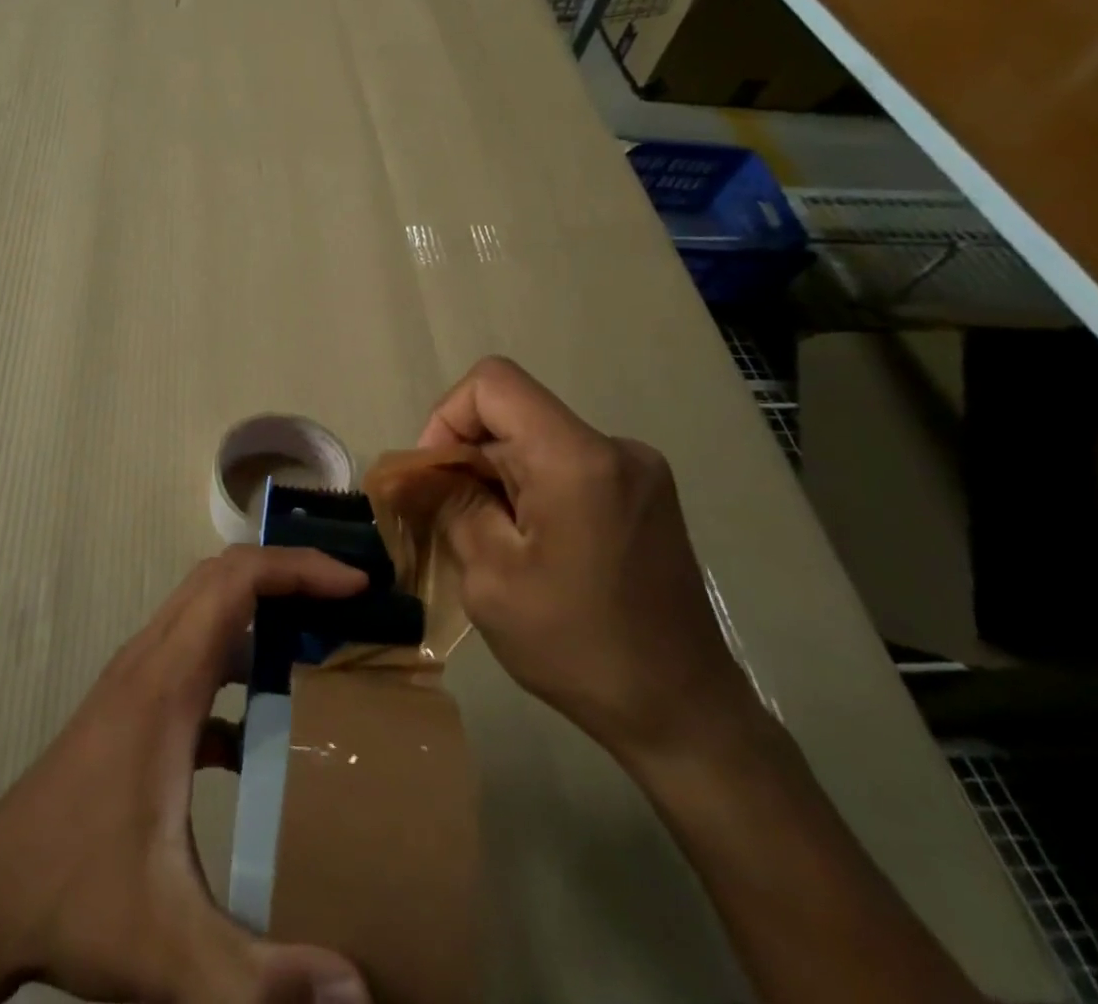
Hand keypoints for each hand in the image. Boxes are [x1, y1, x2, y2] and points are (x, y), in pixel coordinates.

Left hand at [0, 547, 373, 1003]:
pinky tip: (264, 726)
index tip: (355, 583)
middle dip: (288, 572)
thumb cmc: (76, 897)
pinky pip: (194, 654)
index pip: (234, 583)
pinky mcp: (133, 707)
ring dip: (261, 608)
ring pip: (205, 607)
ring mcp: (137, 679)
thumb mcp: (173, 948)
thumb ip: (264, 977)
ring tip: (320, 640)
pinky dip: (236, 658)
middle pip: (222, 577)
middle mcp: (150, 661)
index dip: (297, 568)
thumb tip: (360, 994)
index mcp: (165, 682)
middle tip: (349, 599)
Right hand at [418, 356, 754, 761]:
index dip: (447, 418)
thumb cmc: (578, 647)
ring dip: (499, 479)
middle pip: (514, 414)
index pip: (492, 383)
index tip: (436, 478)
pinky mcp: (645, 494)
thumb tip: (412, 471)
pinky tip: (531, 547)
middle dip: (470, 459)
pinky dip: (532, 491)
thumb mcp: (490, 578)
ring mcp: (637, 470)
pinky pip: (566, 465)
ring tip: (491, 543)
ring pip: (536, 441)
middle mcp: (614, 447)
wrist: (685, 715)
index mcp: (577, 458)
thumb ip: (449, 506)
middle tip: (451, 522)